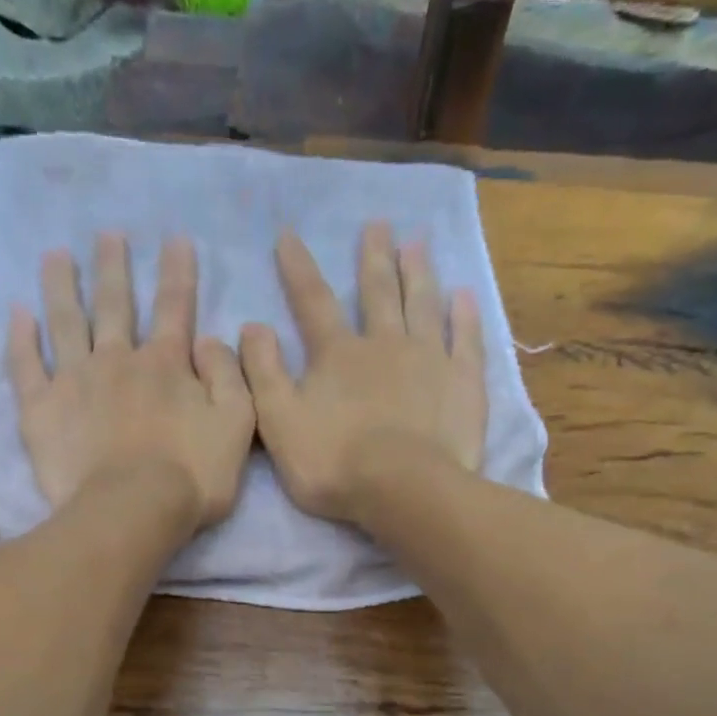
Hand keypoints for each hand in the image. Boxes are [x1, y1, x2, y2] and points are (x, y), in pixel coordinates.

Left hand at [10, 234, 253, 530]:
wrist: (133, 511)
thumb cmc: (192, 476)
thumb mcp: (236, 425)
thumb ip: (229, 377)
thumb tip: (210, 340)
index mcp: (166, 364)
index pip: (175, 308)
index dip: (178, 273)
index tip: (175, 240)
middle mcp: (117, 359)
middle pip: (115, 304)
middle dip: (113, 267)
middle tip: (107, 235)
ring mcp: (74, 381)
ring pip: (66, 321)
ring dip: (61, 285)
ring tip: (55, 255)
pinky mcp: (42, 409)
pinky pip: (26, 365)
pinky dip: (21, 338)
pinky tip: (18, 313)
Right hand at [239, 223, 486, 524]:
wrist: (404, 490)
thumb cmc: (335, 463)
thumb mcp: (279, 423)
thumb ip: (263, 374)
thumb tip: (251, 327)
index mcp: (337, 354)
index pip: (312, 302)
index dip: (297, 269)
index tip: (289, 235)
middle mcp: (384, 343)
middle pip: (378, 291)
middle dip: (374, 257)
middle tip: (378, 225)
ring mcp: (429, 359)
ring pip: (422, 304)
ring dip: (418, 273)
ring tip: (417, 244)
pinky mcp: (463, 382)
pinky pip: (465, 339)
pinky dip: (464, 315)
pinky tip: (464, 295)